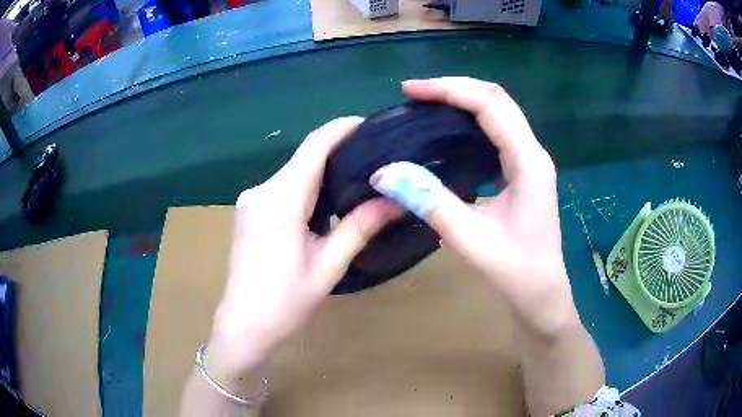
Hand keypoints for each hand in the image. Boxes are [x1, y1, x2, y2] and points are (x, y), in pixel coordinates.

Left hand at [207, 117, 401, 388]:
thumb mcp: (328, 265)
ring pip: (293, 173)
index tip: (369, 123)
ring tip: (356, 178)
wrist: (243, 326)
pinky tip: (325, 201)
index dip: (341, 128)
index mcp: (280, 201)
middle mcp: (261, 191)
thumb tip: (397, 199)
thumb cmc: (286, 303)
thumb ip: (360, 226)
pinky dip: (306, 187)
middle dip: (337, 151)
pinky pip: (282, 188)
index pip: (314, 147)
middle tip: (373, 156)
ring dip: (322, 171)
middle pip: (303, 158)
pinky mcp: (248, 211)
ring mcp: (250, 200)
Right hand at [372, 77, 577, 334]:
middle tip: (414, 93)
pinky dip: (471, 120)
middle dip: (455, 88)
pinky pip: (498, 130)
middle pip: (497, 99)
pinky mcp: (524, 169)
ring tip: (426, 104)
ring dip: (463, 100)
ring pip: (499, 111)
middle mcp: (534, 152)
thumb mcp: (471, 239)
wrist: (542, 293)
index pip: (491, 105)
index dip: (450, 90)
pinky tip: (448, 129)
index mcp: (529, 162)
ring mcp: (531, 160)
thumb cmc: (515, 271)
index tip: (410, 90)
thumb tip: (384, 173)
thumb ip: (430, 202)